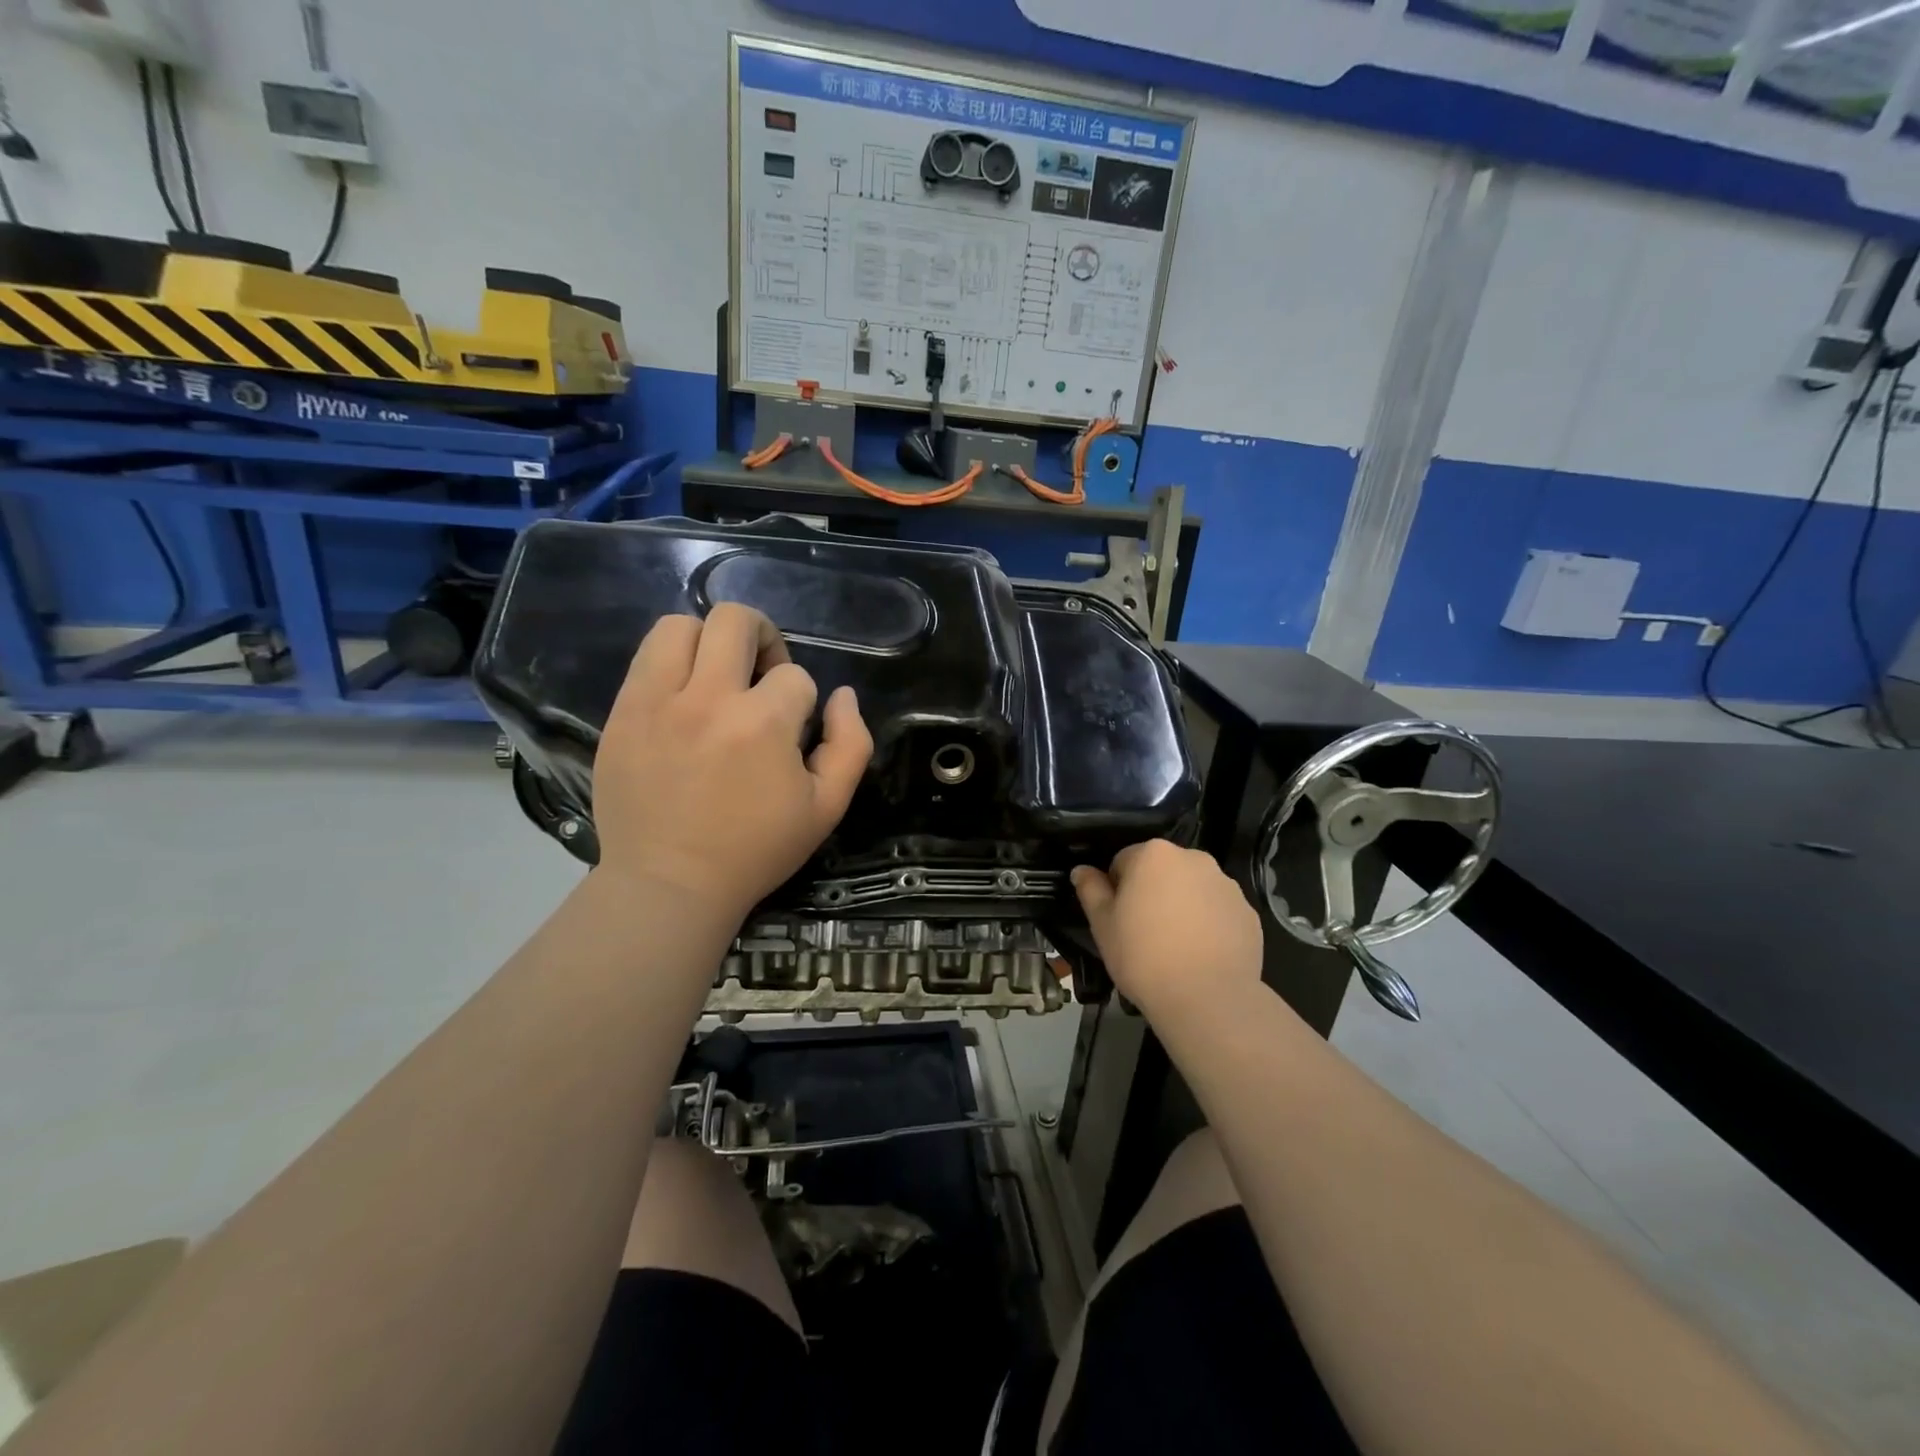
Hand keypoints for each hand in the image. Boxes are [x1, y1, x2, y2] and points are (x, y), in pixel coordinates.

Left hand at [592, 605, 872, 919]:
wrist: (670, 884)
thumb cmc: (756, 850)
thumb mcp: (827, 807)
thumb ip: (850, 744)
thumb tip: (842, 695)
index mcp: (764, 723)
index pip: (795, 676)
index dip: (803, 699)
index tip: (792, 730)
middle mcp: (708, 699)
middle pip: (735, 620)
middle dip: (763, 637)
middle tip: (761, 674)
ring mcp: (656, 703)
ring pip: (680, 625)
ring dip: (708, 640)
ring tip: (716, 676)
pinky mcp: (621, 714)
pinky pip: (645, 659)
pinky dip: (671, 665)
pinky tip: (682, 699)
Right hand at [1071, 841, 1262, 1019]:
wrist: (1207, 999)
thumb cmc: (1143, 956)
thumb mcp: (1103, 925)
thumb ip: (1090, 890)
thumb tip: (1081, 870)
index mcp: (1154, 854)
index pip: (1124, 860)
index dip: (1117, 889)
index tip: (1118, 919)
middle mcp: (1193, 858)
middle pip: (1162, 870)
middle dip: (1152, 892)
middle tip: (1144, 932)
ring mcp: (1226, 885)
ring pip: (1193, 889)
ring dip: (1182, 905)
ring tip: (1175, 947)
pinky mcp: (1249, 913)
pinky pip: (1219, 911)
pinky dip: (1209, 924)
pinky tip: (1201, 954)